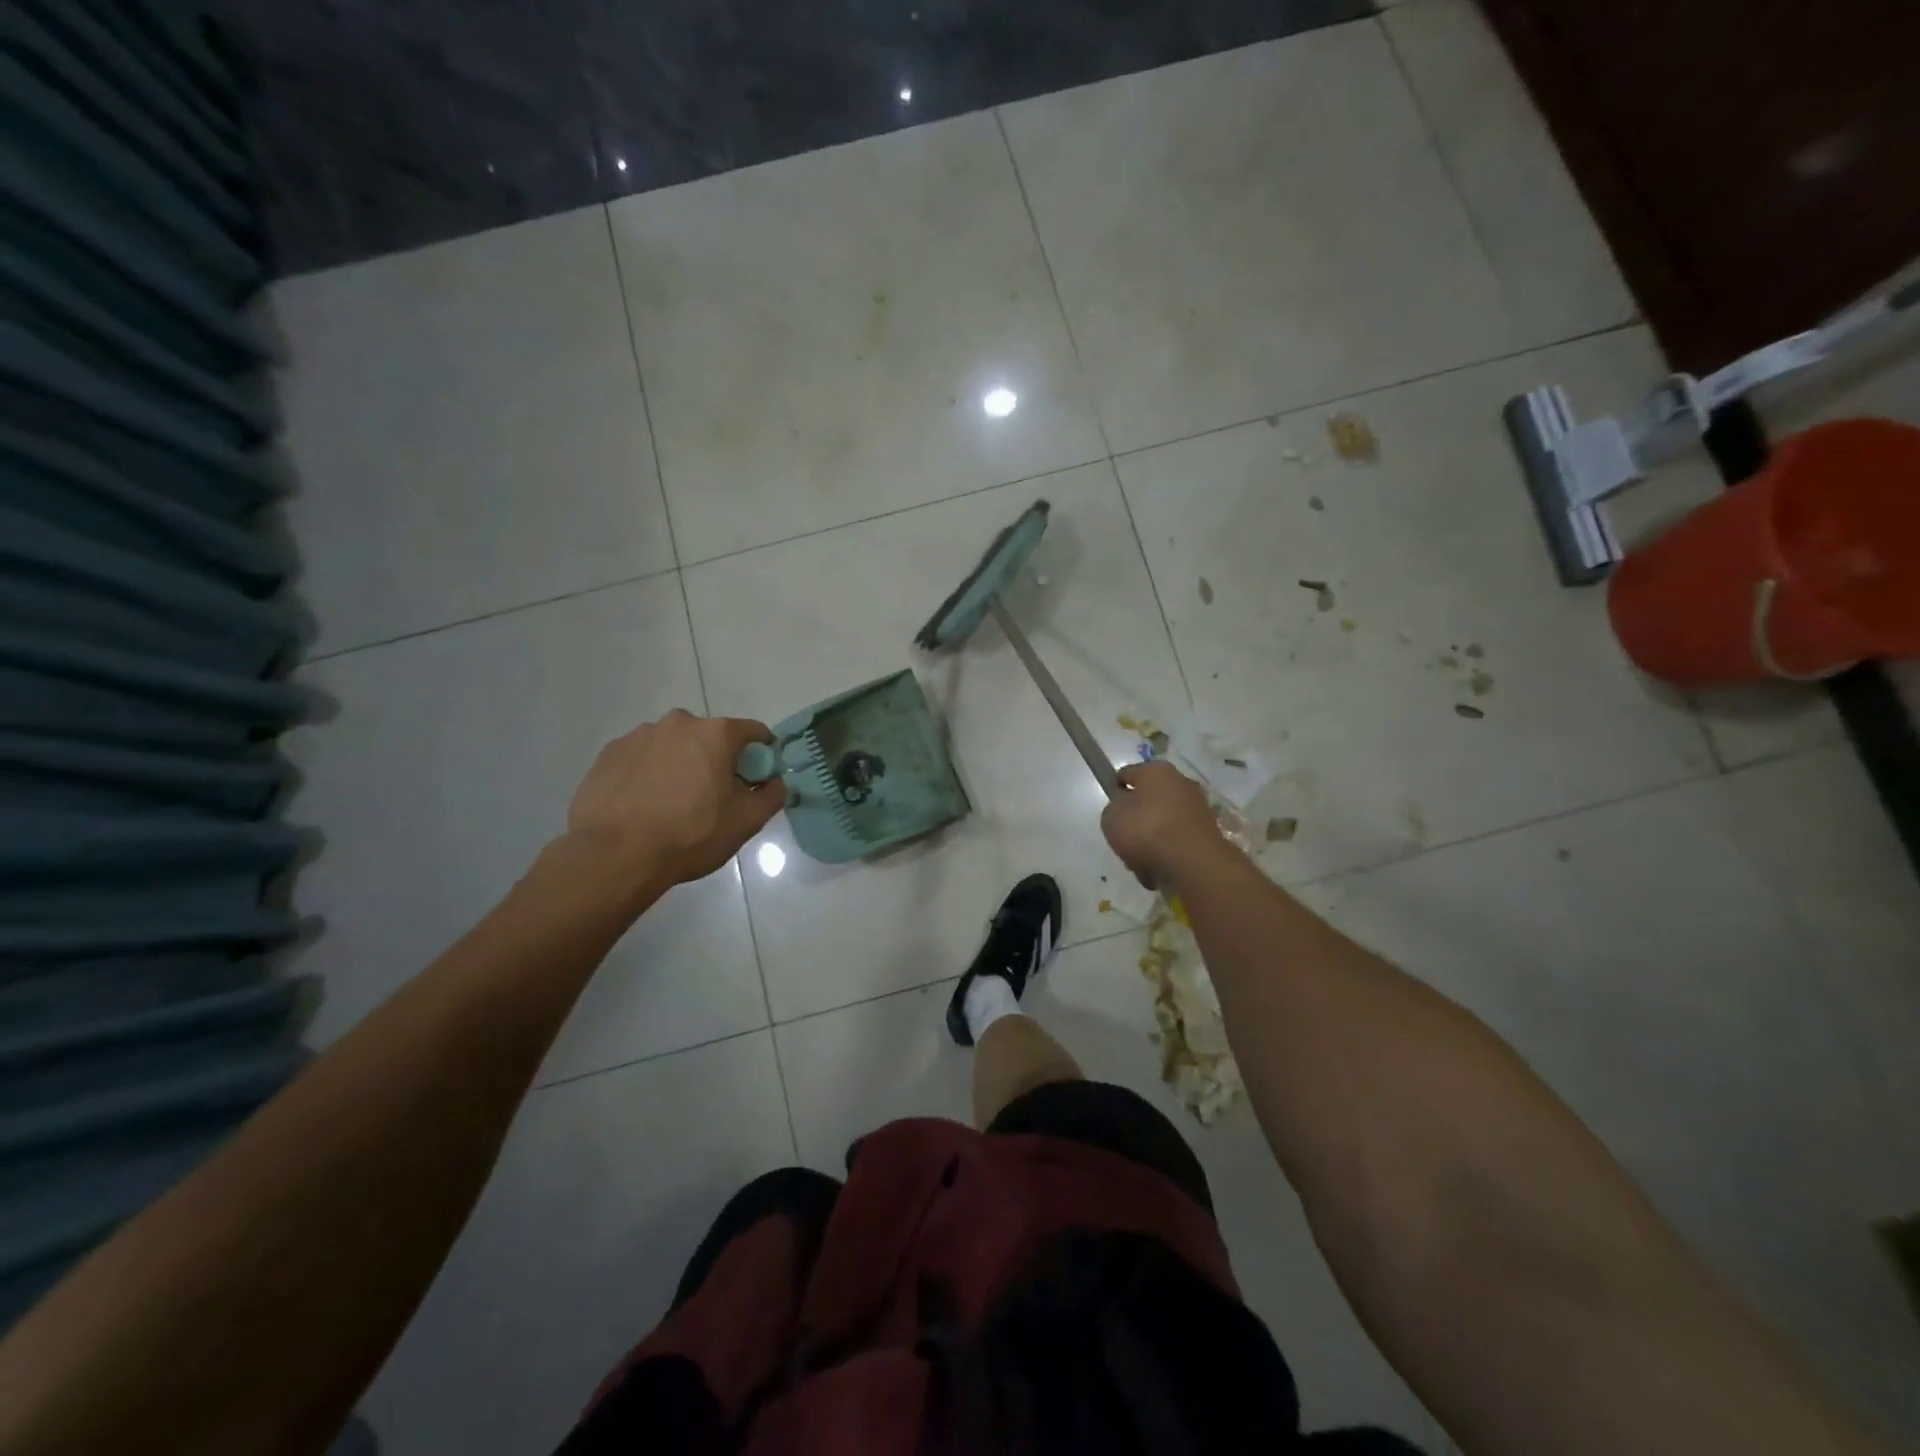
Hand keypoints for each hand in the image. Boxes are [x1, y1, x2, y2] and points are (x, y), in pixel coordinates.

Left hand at [564, 710, 785, 893]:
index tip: (757, 778)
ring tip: (671, 804)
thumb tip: (775, 782)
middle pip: (710, 736)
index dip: (762, 754)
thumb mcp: (746, 822)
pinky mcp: (609, 752)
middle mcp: (678, 723)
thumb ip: (771, 795)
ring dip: (680, 764)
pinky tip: (643, 804)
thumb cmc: (690, 835)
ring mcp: (639, 735)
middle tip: (712, 796)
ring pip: (673, 746)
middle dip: (716, 759)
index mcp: (716, 734)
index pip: (753, 731)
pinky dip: (649, 773)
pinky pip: (641, 757)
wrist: (614, 855)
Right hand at [1101, 760, 1224, 887]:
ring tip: (1140, 862)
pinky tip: (1159, 869)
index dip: (1115, 791)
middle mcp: (1181, 782)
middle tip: (1125, 839)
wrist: (1192, 864)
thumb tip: (1125, 810)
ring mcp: (1198, 808)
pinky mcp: (1208, 833)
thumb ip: (1113, 809)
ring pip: (1163, 823)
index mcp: (1156, 770)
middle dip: (1136, 820)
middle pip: (1148, 800)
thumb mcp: (1110, 817)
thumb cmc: (1146, 831)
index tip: (1111, 810)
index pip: (1127, 774)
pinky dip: (1168, 853)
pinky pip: (1177, 841)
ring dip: (1151, 840)